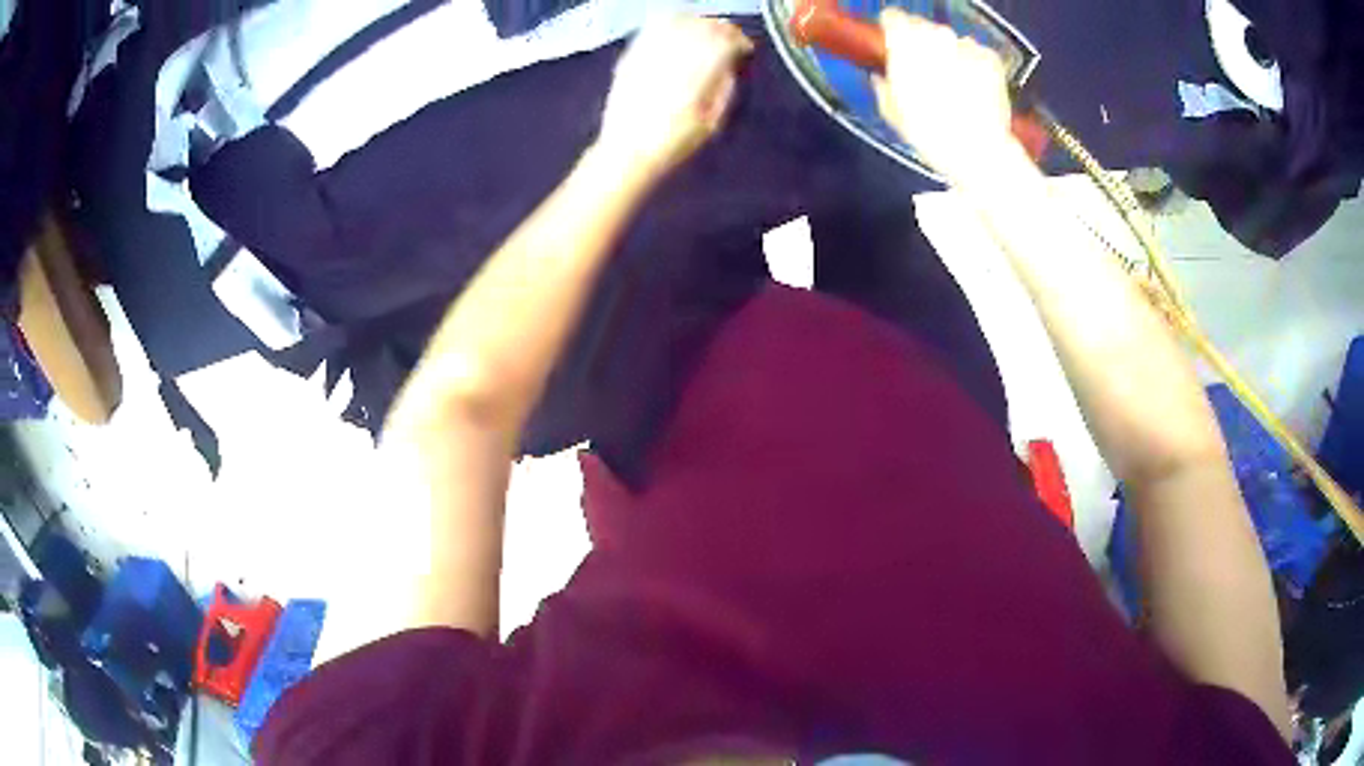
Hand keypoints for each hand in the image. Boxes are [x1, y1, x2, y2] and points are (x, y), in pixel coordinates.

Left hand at [596, 16, 752, 180]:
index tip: (745, 47)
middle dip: (721, 29)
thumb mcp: (712, 122)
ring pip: (679, 22)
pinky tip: (676, 30)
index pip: (725, 41)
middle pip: (703, 27)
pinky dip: (669, 24)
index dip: (739, 40)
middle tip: (729, 37)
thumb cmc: (673, 142)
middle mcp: (674, 57)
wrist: (627, 150)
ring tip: (705, 31)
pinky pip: (653, 29)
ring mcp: (649, 54)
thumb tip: (730, 67)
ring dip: (696, 23)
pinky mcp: (632, 56)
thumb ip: (724, 88)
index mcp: (698, 74)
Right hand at [872, 9, 1018, 182]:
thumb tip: (881, 75)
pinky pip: (976, 52)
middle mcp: (934, 35)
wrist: (978, 150)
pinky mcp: (990, 57)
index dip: (892, 30)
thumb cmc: (928, 134)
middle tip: (926, 68)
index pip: (892, 18)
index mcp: (904, 44)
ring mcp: (965, 44)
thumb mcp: (892, 112)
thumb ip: (883, 85)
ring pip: (951, 39)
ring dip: (949, 52)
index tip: (894, 44)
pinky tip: (974, 86)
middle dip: (922, 42)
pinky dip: (973, 63)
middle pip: (922, 26)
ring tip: (953, 80)